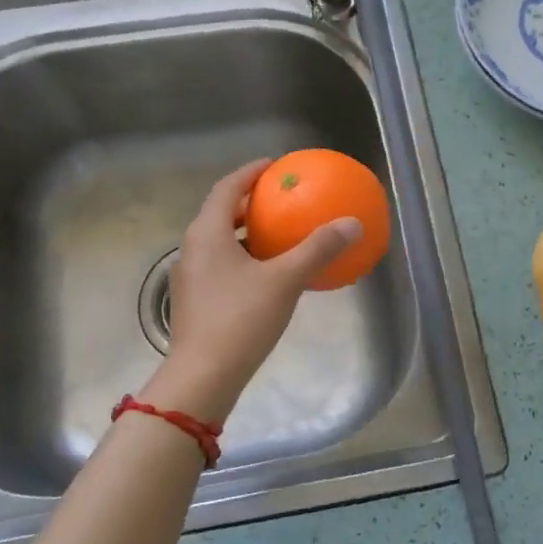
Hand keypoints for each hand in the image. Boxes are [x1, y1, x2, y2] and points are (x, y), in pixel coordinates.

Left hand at [144, 159, 361, 423]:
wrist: (203, 376)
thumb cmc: (240, 319)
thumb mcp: (285, 280)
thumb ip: (318, 249)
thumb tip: (352, 223)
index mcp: (207, 233)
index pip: (227, 187)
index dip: (250, 173)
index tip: (275, 166)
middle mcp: (192, 248)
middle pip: (221, 213)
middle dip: (249, 203)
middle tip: (281, 199)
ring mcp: (190, 277)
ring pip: (220, 242)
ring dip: (246, 233)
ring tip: (278, 235)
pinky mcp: (195, 301)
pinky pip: (220, 265)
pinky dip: (243, 258)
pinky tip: (267, 275)